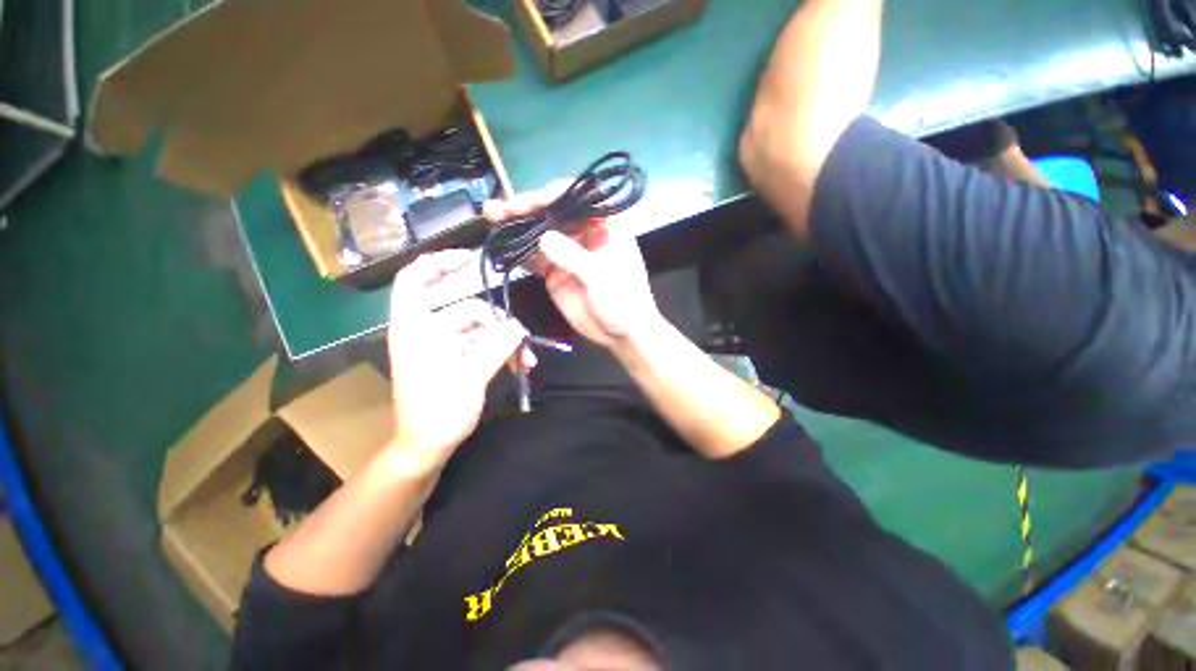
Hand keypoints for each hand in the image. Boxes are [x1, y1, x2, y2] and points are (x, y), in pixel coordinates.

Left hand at [387, 250, 530, 470]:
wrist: (427, 446)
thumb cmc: (438, 412)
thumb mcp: (470, 377)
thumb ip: (497, 347)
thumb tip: (518, 326)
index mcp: (415, 328)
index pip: (413, 279)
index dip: (438, 262)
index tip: (470, 260)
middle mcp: (427, 330)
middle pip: (460, 304)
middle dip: (492, 314)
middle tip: (515, 319)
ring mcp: (443, 344)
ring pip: (478, 327)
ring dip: (503, 338)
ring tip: (524, 356)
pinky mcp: (456, 357)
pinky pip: (481, 343)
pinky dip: (500, 349)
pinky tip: (519, 362)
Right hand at [483, 187, 662, 348]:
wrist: (620, 335)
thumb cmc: (623, 304)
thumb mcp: (602, 280)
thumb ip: (575, 259)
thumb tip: (544, 239)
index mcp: (606, 226)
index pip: (580, 199)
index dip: (554, 195)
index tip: (532, 201)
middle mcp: (584, 233)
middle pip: (554, 212)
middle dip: (528, 208)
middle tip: (501, 209)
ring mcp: (568, 252)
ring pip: (540, 232)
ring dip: (516, 225)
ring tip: (491, 216)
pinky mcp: (555, 271)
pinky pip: (533, 257)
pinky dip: (517, 251)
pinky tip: (499, 243)